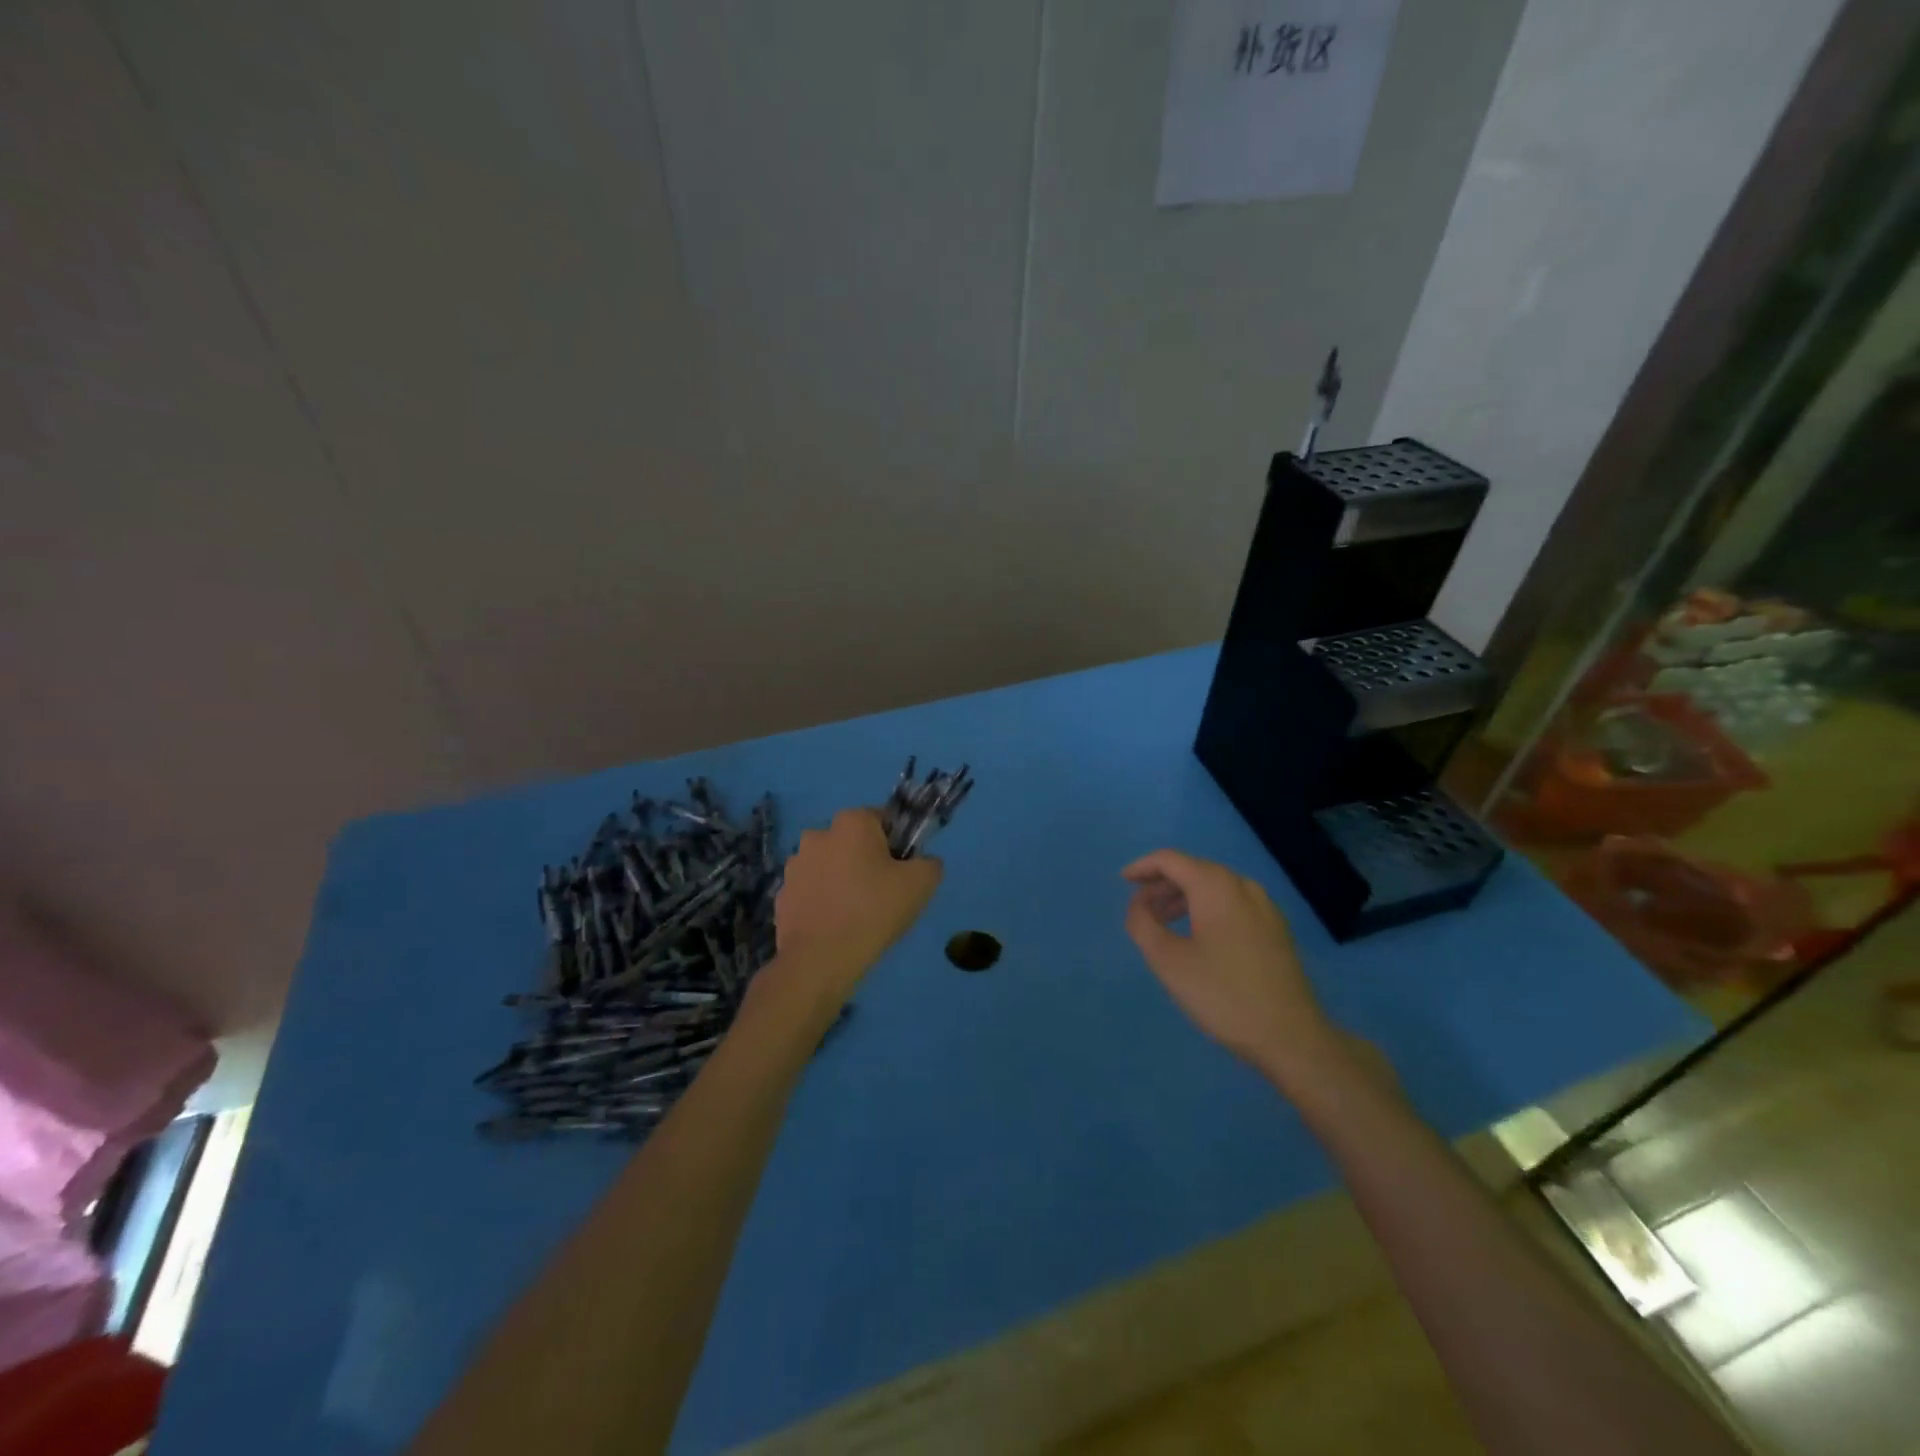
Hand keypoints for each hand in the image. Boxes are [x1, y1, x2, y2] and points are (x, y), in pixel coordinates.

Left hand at [771, 808, 941, 999]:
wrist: (820, 960)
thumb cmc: (874, 911)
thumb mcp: (921, 884)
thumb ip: (929, 863)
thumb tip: (922, 862)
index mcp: (852, 822)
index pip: (882, 821)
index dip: (897, 845)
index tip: (902, 873)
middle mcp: (818, 834)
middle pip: (853, 843)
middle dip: (867, 861)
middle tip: (883, 895)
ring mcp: (795, 865)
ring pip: (830, 866)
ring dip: (842, 881)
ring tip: (857, 915)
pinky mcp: (782, 895)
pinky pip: (812, 892)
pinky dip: (823, 903)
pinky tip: (835, 927)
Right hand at [1122, 849, 1350, 1086]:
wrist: (1290, 1036)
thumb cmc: (1222, 994)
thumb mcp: (1168, 961)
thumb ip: (1143, 924)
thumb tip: (1138, 905)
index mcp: (1216, 887)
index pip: (1171, 860)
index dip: (1143, 867)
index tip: (1123, 881)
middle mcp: (1243, 887)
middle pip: (1194, 870)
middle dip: (1162, 884)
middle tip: (1140, 908)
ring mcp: (1265, 908)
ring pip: (1215, 888)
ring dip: (1184, 898)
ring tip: (1164, 923)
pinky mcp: (1276, 930)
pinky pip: (1233, 904)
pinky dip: (1207, 909)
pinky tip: (1199, 936)